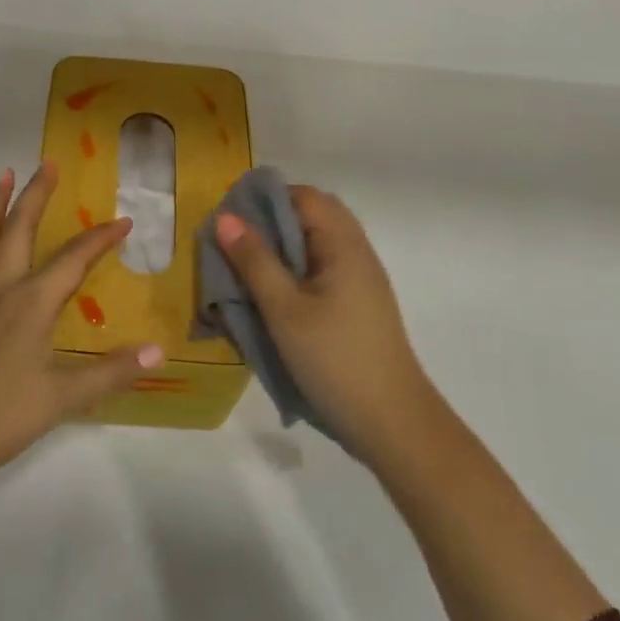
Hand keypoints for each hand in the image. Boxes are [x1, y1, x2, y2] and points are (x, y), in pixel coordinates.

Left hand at [0, 163, 164, 495]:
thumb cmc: (0, 419)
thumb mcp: (63, 399)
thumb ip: (112, 371)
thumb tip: (159, 350)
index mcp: (31, 303)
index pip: (74, 259)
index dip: (101, 239)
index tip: (125, 221)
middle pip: (20, 230)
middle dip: (37, 195)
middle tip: (48, 164)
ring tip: (2, 175)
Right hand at [215, 186, 432, 462]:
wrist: (393, 424)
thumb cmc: (335, 360)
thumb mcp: (284, 309)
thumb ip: (255, 260)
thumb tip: (225, 217)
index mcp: (344, 243)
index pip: (303, 196)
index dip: (265, 198)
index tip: (230, 218)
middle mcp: (357, 251)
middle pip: (312, 215)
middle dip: (271, 221)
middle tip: (235, 243)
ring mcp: (361, 279)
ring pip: (317, 243)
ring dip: (282, 248)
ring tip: (248, 269)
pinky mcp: (358, 304)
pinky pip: (323, 268)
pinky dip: (296, 270)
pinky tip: (274, 296)